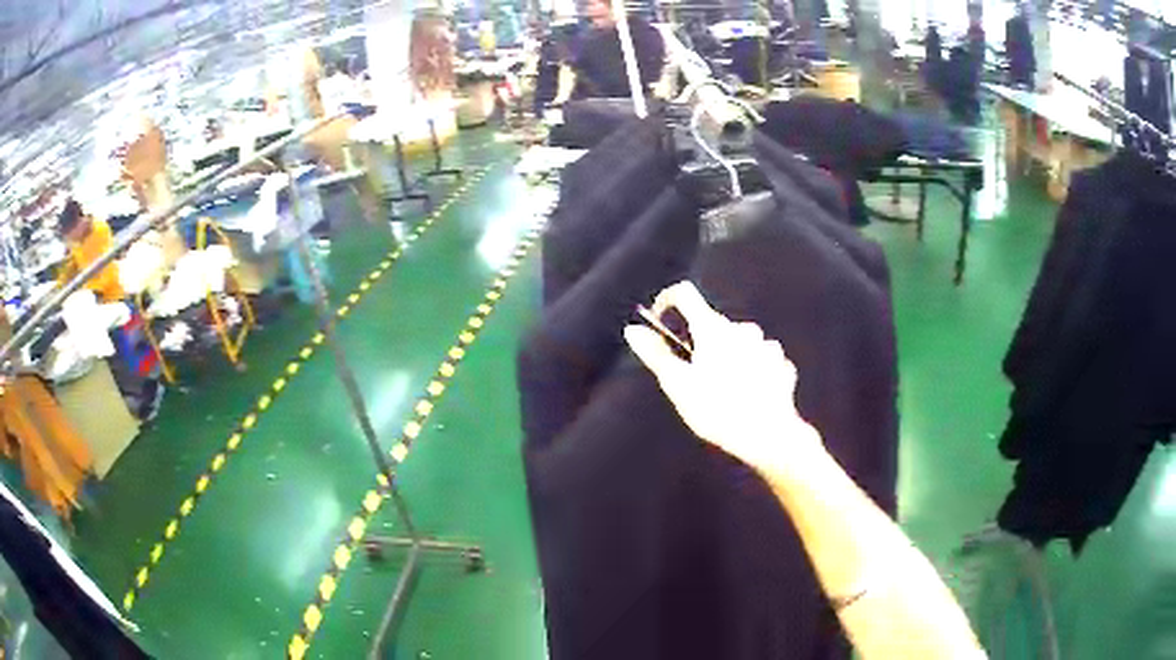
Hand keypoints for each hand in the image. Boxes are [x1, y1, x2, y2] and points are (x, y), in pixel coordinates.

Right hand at [623, 282, 823, 475]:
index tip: (662, 321)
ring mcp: (766, 347)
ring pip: (740, 342)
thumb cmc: (718, 410)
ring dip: (731, 356)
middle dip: (702, 343)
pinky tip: (749, 394)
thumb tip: (633, 330)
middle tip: (695, 376)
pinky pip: (762, 360)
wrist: (767, 435)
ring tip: (725, 389)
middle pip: (713, 324)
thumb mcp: (677, 384)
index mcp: (712, 329)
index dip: (668, 301)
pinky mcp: (781, 366)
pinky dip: (754, 371)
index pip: (685, 294)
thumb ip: (655, 354)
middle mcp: (741, 330)